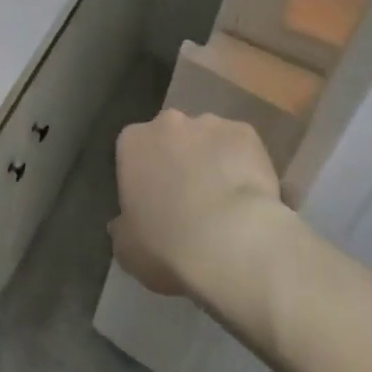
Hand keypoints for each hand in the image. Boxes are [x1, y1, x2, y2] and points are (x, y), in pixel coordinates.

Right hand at [111, 109, 286, 299]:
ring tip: (224, 201)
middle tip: (188, 199)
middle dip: (177, 160)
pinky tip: (249, 195)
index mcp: (133, 142)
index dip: (143, 176)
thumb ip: (122, 228)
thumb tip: (122, 223)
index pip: (132, 151)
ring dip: (210, 161)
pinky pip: (240, 147)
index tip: (153, 202)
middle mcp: (168, 123)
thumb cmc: (168, 246)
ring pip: (207, 139)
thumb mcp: (127, 248)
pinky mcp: (246, 133)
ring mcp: (210, 124)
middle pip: (170, 137)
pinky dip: (243, 164)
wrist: (233, 243)